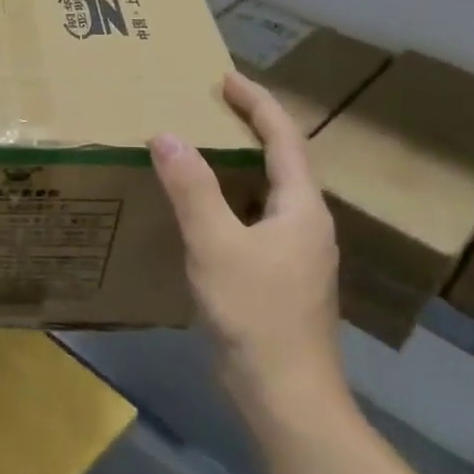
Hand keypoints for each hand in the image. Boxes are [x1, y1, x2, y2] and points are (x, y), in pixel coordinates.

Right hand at [151, 73, 344, 411]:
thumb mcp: (215, 245)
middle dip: (249, 130)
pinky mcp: (279, 278)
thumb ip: (192, 189)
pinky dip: (230, 201)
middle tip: (206, 110)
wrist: (285, 394)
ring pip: (267, 194)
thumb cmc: (255, 313)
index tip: (225, 79)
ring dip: (238, 166)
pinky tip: (201, 212)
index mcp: (301, 209)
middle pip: (282, 162)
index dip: (258, 104)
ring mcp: (296, 255)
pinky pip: (255, 221)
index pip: (285, 139)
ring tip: (198, 152)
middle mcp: (306, 225)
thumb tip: (167, 136)